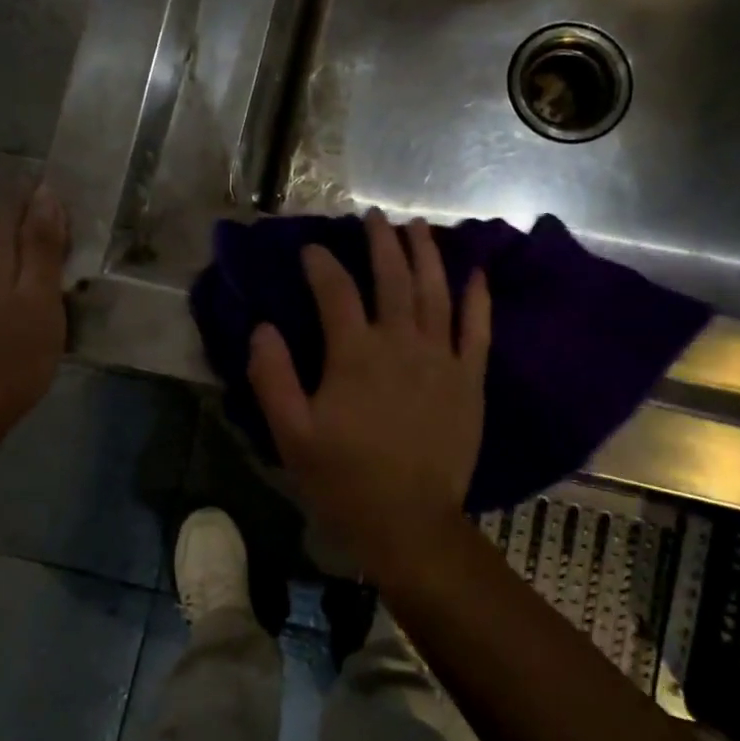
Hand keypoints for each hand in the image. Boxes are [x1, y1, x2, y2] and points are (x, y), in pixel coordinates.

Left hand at [0, 185, 68, 434]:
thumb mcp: (38, 300)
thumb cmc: (11, 356)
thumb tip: (45, 195)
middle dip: (18, 222)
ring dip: (13, 256)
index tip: (49, 184)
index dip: (25, 195)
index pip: (5, 213)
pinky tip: (19, 308)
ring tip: (44, 265)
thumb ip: (40, 249)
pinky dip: (6, 288)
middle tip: (54, 223)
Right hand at [247, 211, 490, 583]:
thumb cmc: (343, 481)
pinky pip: (477, 329)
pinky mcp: (469, 380)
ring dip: (425, 254)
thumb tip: (262, 328)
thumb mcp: (290, 435)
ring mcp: (441, 359)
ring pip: (435, 292)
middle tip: (373, 217)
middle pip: (393, 278)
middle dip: (381, 242)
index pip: (336, 292)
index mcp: (355, 355)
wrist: (408, 523)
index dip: (321, 265)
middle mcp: (401, 344)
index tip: (311, 250)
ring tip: (416, 227)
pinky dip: (477, 298)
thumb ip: (272, 377)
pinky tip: (475, 273)